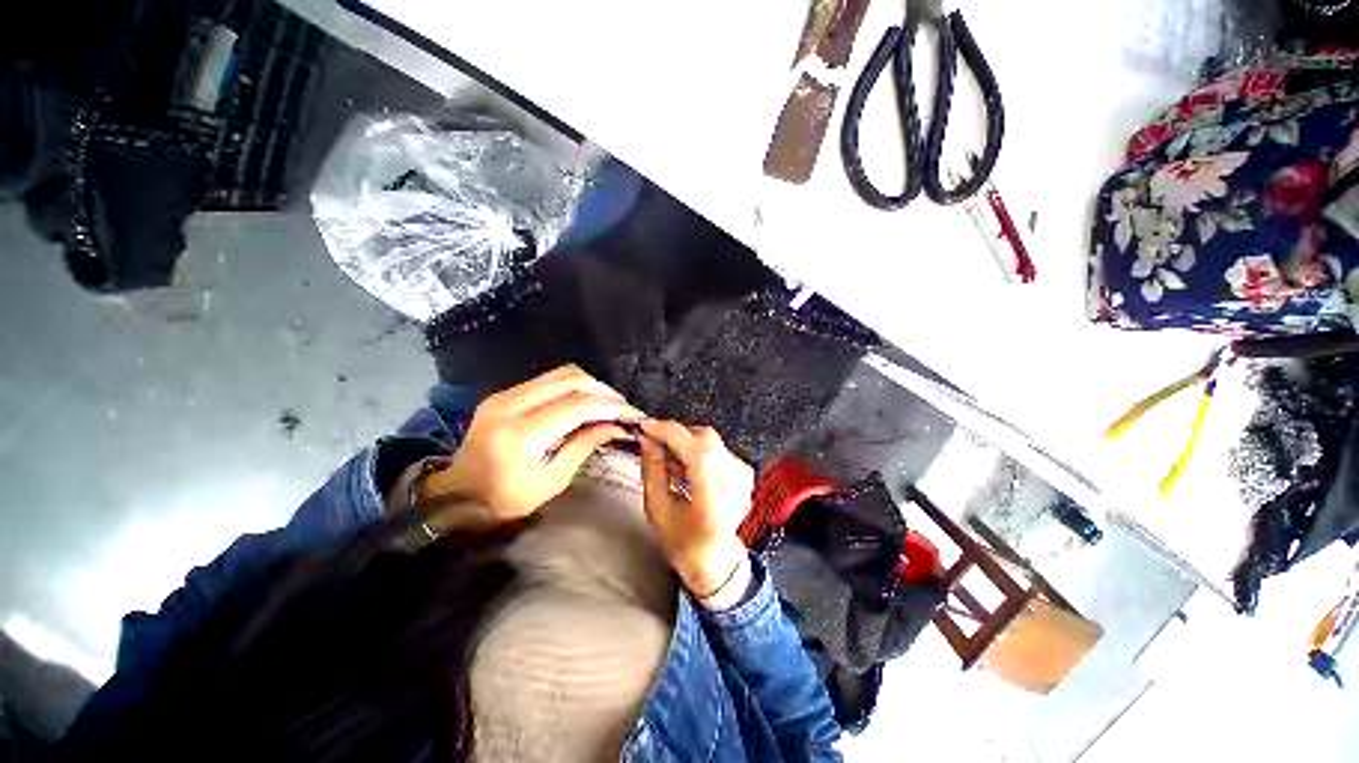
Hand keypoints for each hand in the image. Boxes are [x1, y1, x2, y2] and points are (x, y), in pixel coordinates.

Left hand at [424, 365, 641, 522]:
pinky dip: (573, 387)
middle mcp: (511, 404)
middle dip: (603, 390)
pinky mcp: (504, 393)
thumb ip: (584, 445)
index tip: (633, 414)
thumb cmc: (505, 498)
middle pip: (570, 379)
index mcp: (522, 434)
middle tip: (622, 407)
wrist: (456, 494)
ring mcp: (505, 394)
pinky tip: (584, 403)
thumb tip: (615, 425)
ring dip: (590, 385)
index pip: (577, 406)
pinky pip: (548, 380)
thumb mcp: (552, 480)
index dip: (610, 406)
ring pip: (560, 374)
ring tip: (607, 404)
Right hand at [638, 420, 753, 598]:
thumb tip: (647, 438)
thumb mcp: (657, 510)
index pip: (696, 452)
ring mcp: (744, 477)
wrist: (717, 561)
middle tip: (656, 447)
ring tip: (673, 468)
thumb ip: (652, 470)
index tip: (646, 426)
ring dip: (685, 444)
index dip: (669, 433)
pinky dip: (698, 451)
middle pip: (705, 438)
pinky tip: (689, 472)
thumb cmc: (683, 543)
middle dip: (675, 436)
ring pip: (710, 440)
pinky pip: (717, 448)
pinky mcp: (745, 472)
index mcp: (714, 501)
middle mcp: (735, 484)